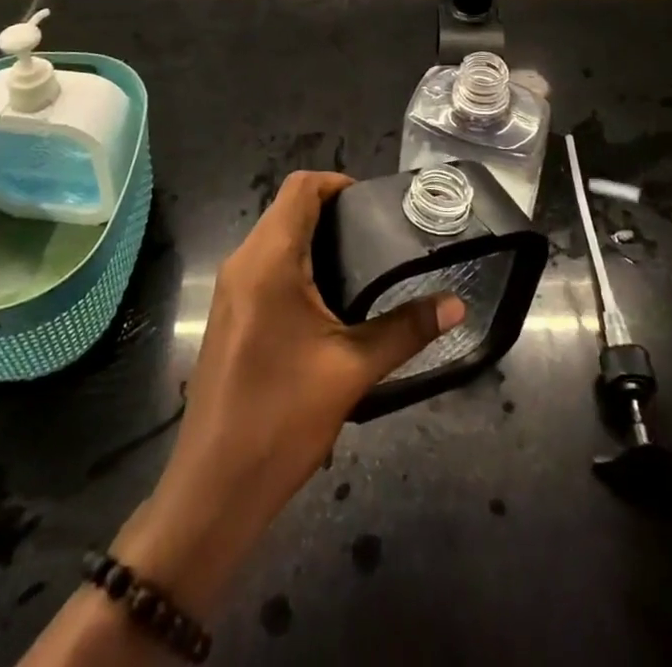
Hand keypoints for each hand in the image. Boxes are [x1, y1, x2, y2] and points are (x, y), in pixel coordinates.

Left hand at [119, 171, 463, 614]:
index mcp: (268, 260)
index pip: (300, 188)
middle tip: (379, 236)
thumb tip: (457, 305)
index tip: (375, 206)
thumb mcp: (352, 370)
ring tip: (363, 264)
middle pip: (287, 209)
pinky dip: (297, 263)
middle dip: (332, 211)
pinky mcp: (229, 313)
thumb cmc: (282, 418)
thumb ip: (405, 330)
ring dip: (314, 238)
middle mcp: (243, 262)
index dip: (338, 183)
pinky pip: (264, 265)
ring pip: (274, 237)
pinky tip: (329, 300)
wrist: (214, 488)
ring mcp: (230, 289)